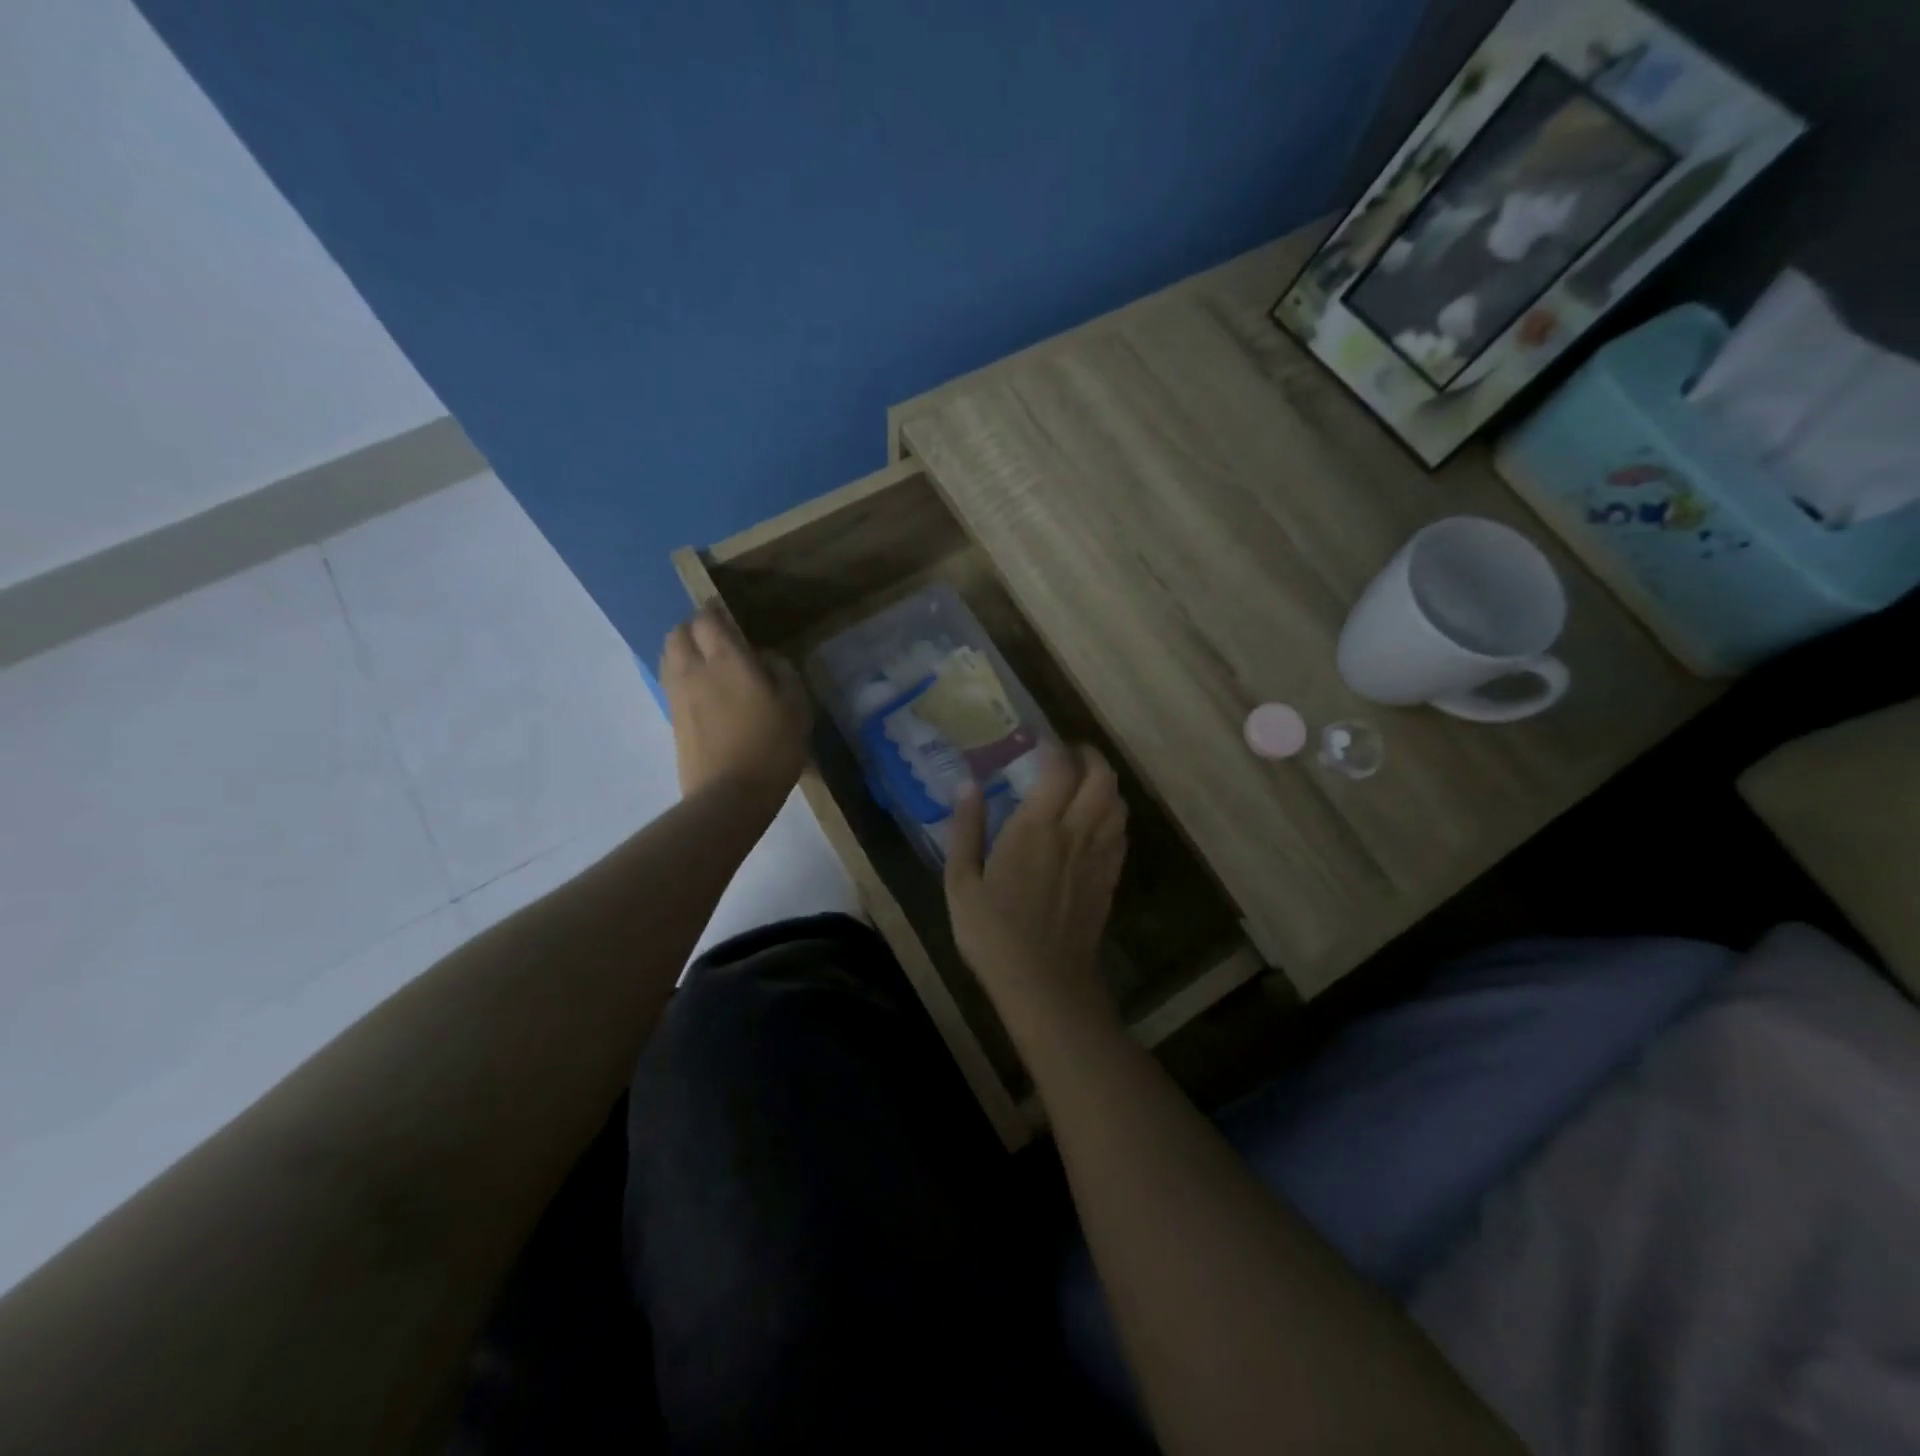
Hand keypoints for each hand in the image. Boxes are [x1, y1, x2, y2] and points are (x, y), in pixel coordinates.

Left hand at [661, 606, 809, 805]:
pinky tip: (702, 688)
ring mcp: (677, 696)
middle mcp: (694, 670)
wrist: (730, 796)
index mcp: (726, 660)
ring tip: (706, 660)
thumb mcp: (796, 706)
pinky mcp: (672, 719)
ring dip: (683, 649)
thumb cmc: (771, 747)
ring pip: (669, 656)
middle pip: (678, 633)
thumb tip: (765, 657)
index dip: (715, 611)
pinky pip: (670, 681)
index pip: (707, 619)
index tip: (728, 612)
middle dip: (694, 627)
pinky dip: (681, 674)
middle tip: (717, 636)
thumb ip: (783, 672)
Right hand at [944, 745, 1127, 1033]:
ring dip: (1105, 783)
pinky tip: (1095, 821)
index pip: (1060, 769)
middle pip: (1102, 778)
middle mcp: (1075, 833)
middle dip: (1090, 756)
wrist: (1045, 984)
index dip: (1055, 747)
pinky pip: (1121, 832)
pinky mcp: (1110, 878)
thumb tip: (967, 783)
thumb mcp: (961, 883)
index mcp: (1036, 829)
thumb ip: (965, 829)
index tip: (1040, 740)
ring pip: (1118, 802)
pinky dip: (1113, 814)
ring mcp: (1098, 856)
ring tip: (1083, 782)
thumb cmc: (993, 934)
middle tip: (1068, 754)